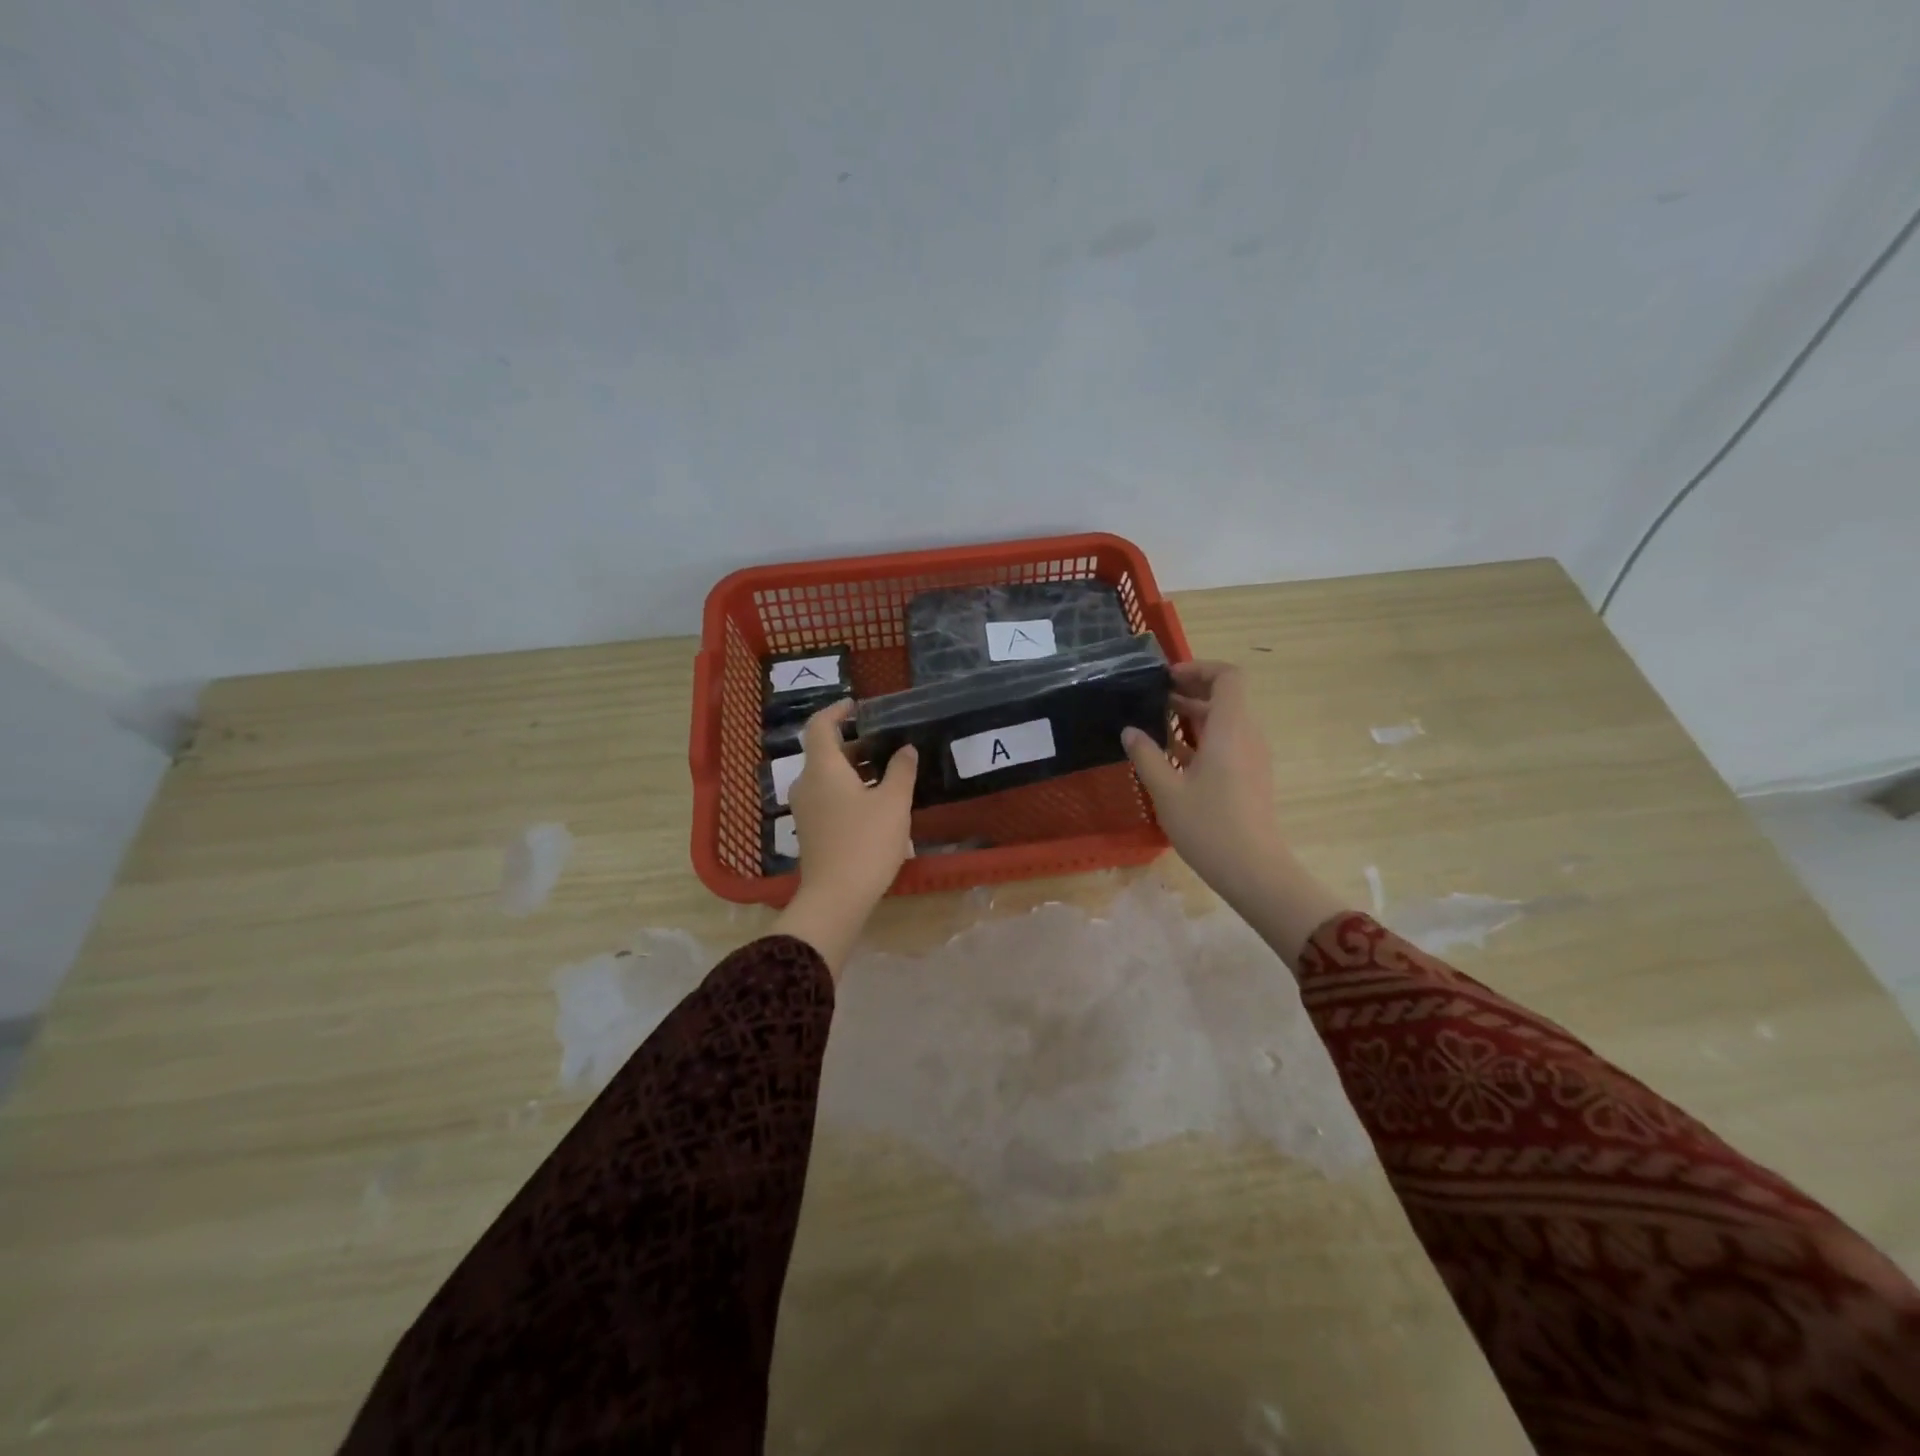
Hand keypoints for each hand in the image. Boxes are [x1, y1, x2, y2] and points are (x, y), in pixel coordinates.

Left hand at [772, 700, 916, 973]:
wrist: (836, 898)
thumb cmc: (865, 843)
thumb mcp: (893, 803)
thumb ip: (901, 771)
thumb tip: (906, 749)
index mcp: (823, 768)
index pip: (820, 725)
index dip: (837, 711)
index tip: (858, 706)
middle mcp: (807, 783)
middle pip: (826, 751)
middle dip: (856, 744)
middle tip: (887, 742)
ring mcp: (806, 809)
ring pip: (828, 776)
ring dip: (855, 769)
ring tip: (889, 772)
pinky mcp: (811, 830)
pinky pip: (828, 796)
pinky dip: (849, 789)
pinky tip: (876, 802)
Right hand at [1123, 661, 1283, 896]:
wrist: (1253, 870)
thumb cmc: (1208, 826)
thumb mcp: (1166, 790)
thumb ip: (1146, 755)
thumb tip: (1130, 731)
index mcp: (1230, 729)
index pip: (1228, 677)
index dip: (1199, 668)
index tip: (1167, 678)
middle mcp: (1247, 735)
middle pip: (1226, 696)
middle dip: (1191, 690)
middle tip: (1154, 697)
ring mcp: (1252, 757)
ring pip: (1225, 721)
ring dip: (1194, 715)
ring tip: (1156, 723)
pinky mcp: (1250, 776)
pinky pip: (1227, 742)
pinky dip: (1202, 738)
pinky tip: (1172, 755)